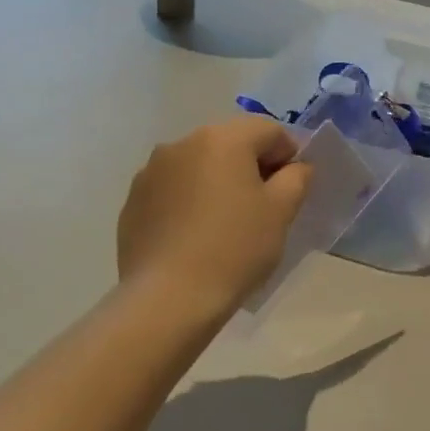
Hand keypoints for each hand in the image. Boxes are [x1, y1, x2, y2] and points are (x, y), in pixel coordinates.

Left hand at [117, 117, 312, 314]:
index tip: (292, 189)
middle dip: (252, 166)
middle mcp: (183, 142)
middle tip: (264, 206)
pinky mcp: (133, 200)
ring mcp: (152, 171)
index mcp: (223, 138)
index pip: (269, 130)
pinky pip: (174, 188)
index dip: (288, 154)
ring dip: (218, 180)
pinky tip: (196, 235)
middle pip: (231, 142)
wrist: (167, 299)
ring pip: (200, 164)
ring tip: (227, 222)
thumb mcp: (281, 212)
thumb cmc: (234, 249)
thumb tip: (295, 167)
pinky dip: (190, 200)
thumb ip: (296, 178)